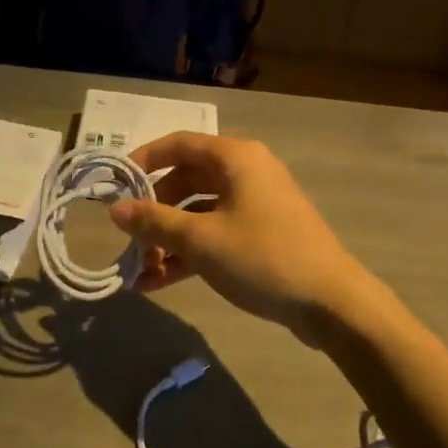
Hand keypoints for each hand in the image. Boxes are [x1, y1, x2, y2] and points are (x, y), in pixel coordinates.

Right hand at [107, 133, 386, 338]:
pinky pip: (216, 234)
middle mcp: (246, 172)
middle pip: (187, 180)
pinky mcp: (262, 235)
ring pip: (199, 212)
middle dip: (154, 210)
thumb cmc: (262, 257)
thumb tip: (115, 210)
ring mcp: (256, 205)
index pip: (178, 144)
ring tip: (140, 269)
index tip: (115, 184)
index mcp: (235, 158)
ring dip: (169, 238)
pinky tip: (160, 281)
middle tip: (128, 236)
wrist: (332, 303)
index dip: (143, 160)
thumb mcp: (200, 240)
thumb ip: (154, 222)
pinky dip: (190, 252)